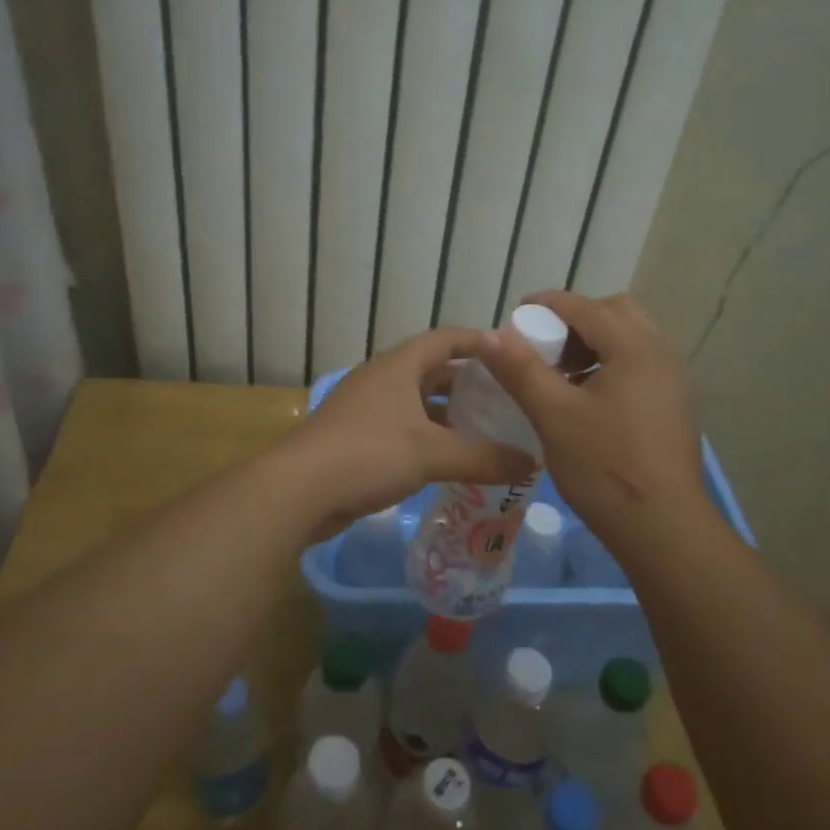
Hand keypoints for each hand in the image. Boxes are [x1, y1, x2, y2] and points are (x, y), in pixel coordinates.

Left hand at [281, 328, 535, 538]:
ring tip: (487, 432)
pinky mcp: (357, 439)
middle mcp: (382, 380)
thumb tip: (531, 462)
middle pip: (432, 371)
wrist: (298, 491)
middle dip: (468, 384)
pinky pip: (404, 430)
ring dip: (449, 415)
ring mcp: (366, 410)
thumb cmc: (367, 454)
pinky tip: (450, 461)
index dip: (478, 341)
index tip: (511, 353)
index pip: (445, 339)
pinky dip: (429, 439)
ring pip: (418, 404)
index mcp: (399, 366)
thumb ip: (484, 457)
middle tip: (506, 399)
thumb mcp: (432, 453)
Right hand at [474, 292, 711, 548]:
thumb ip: (521, 369)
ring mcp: (673, 380)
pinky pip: (640, 363)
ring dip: (594, 342)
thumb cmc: (604, 467)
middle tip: (544, 346)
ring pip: (630, 338)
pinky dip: (611, 363)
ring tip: (562, 373)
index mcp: (634, 348)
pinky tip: (588, 398)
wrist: (663, 528)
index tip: (516, 314)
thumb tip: (489, 334)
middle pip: (615, 313)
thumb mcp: (553, 415)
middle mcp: (661, 353)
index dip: (547, 304)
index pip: (586, 307)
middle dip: (576, 320)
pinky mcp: (674, 404)